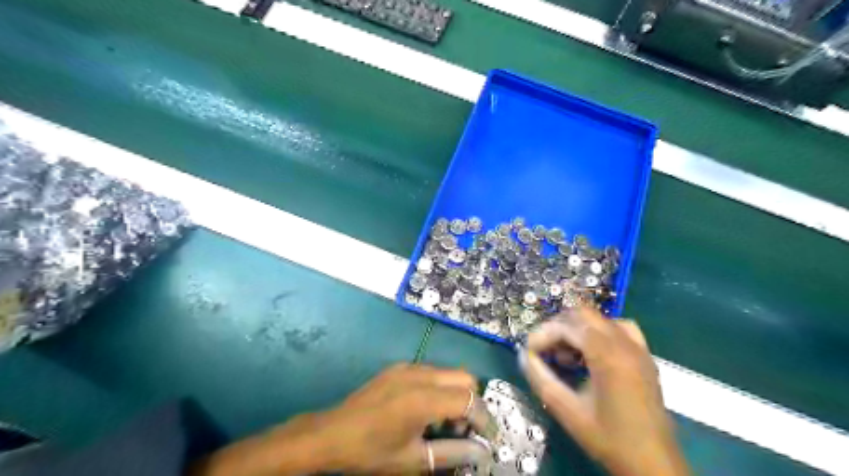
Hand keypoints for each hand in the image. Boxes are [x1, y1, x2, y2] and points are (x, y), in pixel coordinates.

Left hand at [189, 365, 498, 475]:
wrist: (330, 434)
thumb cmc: (371, 452)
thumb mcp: (414, 460)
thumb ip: (453, 453)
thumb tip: (483, 451)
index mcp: (423, 398)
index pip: (469, 400)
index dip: (484, 420)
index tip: (488, 438)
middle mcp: (420, 375)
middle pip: (465, 378)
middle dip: (473, 403)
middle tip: (464, 429)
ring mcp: (408, 367)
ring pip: (449, 372)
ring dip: (456, 394)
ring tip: (445, 422)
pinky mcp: (398, 368)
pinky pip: (432, 372)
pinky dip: (440, 387)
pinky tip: (426, 410)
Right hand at [517, 306, 687, 475]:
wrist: (654, 463)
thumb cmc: (609, 438)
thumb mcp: (567, 410)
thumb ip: (540, 378)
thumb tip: (523, 355)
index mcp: (608, 355)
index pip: (567, 326)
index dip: (543, 335)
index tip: (530, 352)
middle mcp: (625, 343)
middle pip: (583, 314)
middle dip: (558, 327)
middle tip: (545, 350)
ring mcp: (638, 348)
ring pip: (600, 319)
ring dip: (578, 329)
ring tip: (567, 355)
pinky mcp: (645, 356)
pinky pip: (620, 328)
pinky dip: (601, 332)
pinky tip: (593, 352)